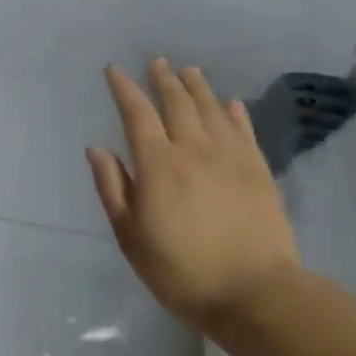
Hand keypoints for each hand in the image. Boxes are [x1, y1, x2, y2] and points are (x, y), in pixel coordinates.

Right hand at [87, 59, 298, 323]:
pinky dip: (235, 112)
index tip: (114, 70)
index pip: (137, 113)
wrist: (254, 293)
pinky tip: (231, 104)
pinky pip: (244, 130)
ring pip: (212, 109)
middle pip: (177, 103)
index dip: (124, 88)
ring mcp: (231, 158)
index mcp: (158, 164)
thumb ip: (112, 188)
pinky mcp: (258, 171)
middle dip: (163, 79)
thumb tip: (97, 149)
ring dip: (197, 87)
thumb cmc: (181, 270)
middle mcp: (194, 149)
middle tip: (157, 62)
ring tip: (189, 71)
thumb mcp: (130, 236)